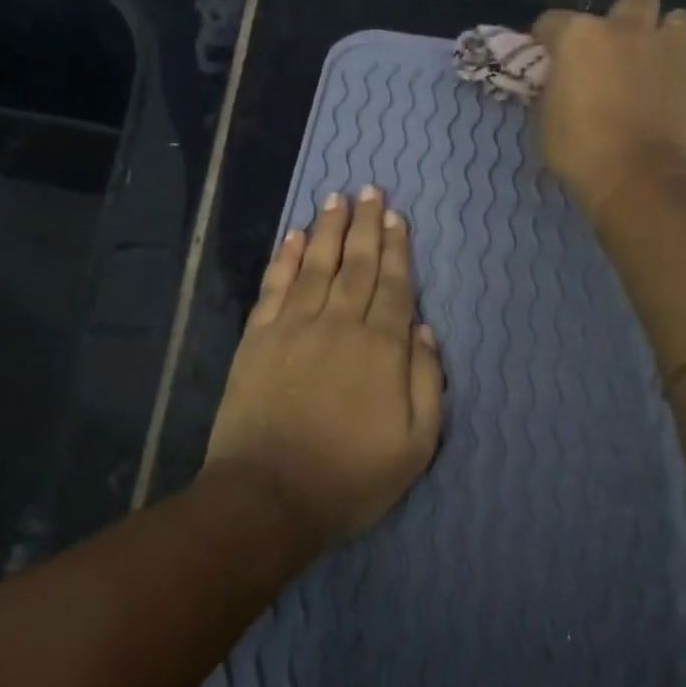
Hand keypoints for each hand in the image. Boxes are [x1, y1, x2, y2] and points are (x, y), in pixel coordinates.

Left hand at [202, 186, 444, 542]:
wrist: (269, 496)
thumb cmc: (351, 476)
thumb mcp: (416, 443)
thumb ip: (426, 381)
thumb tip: (423, 329)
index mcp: (380, 348)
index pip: (393, 285)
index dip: (396, 249)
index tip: (397, 216)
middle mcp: (339, 324)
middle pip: (356, 264)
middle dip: (365, 225)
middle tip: (370, 189)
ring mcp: (294, 328)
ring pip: (317, 266)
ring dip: (329, 230)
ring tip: (336, 199)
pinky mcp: (259, 339)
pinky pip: (275, 287)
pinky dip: (286, 259)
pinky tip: (295, 236)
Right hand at [532, 0, 685, 217]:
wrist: (634, 176)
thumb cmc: (577, 148)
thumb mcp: (545, 117)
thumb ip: (554, 88)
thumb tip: (560, 83)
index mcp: (581, 36)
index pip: (553, 21)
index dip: (547, 37)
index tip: (546, 54)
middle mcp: (629, 30)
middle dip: (628, 11)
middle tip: (618, 41)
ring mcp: (671, 51)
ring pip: (680, 20)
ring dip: (668, 36)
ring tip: (658, 60)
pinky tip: (679, 92)